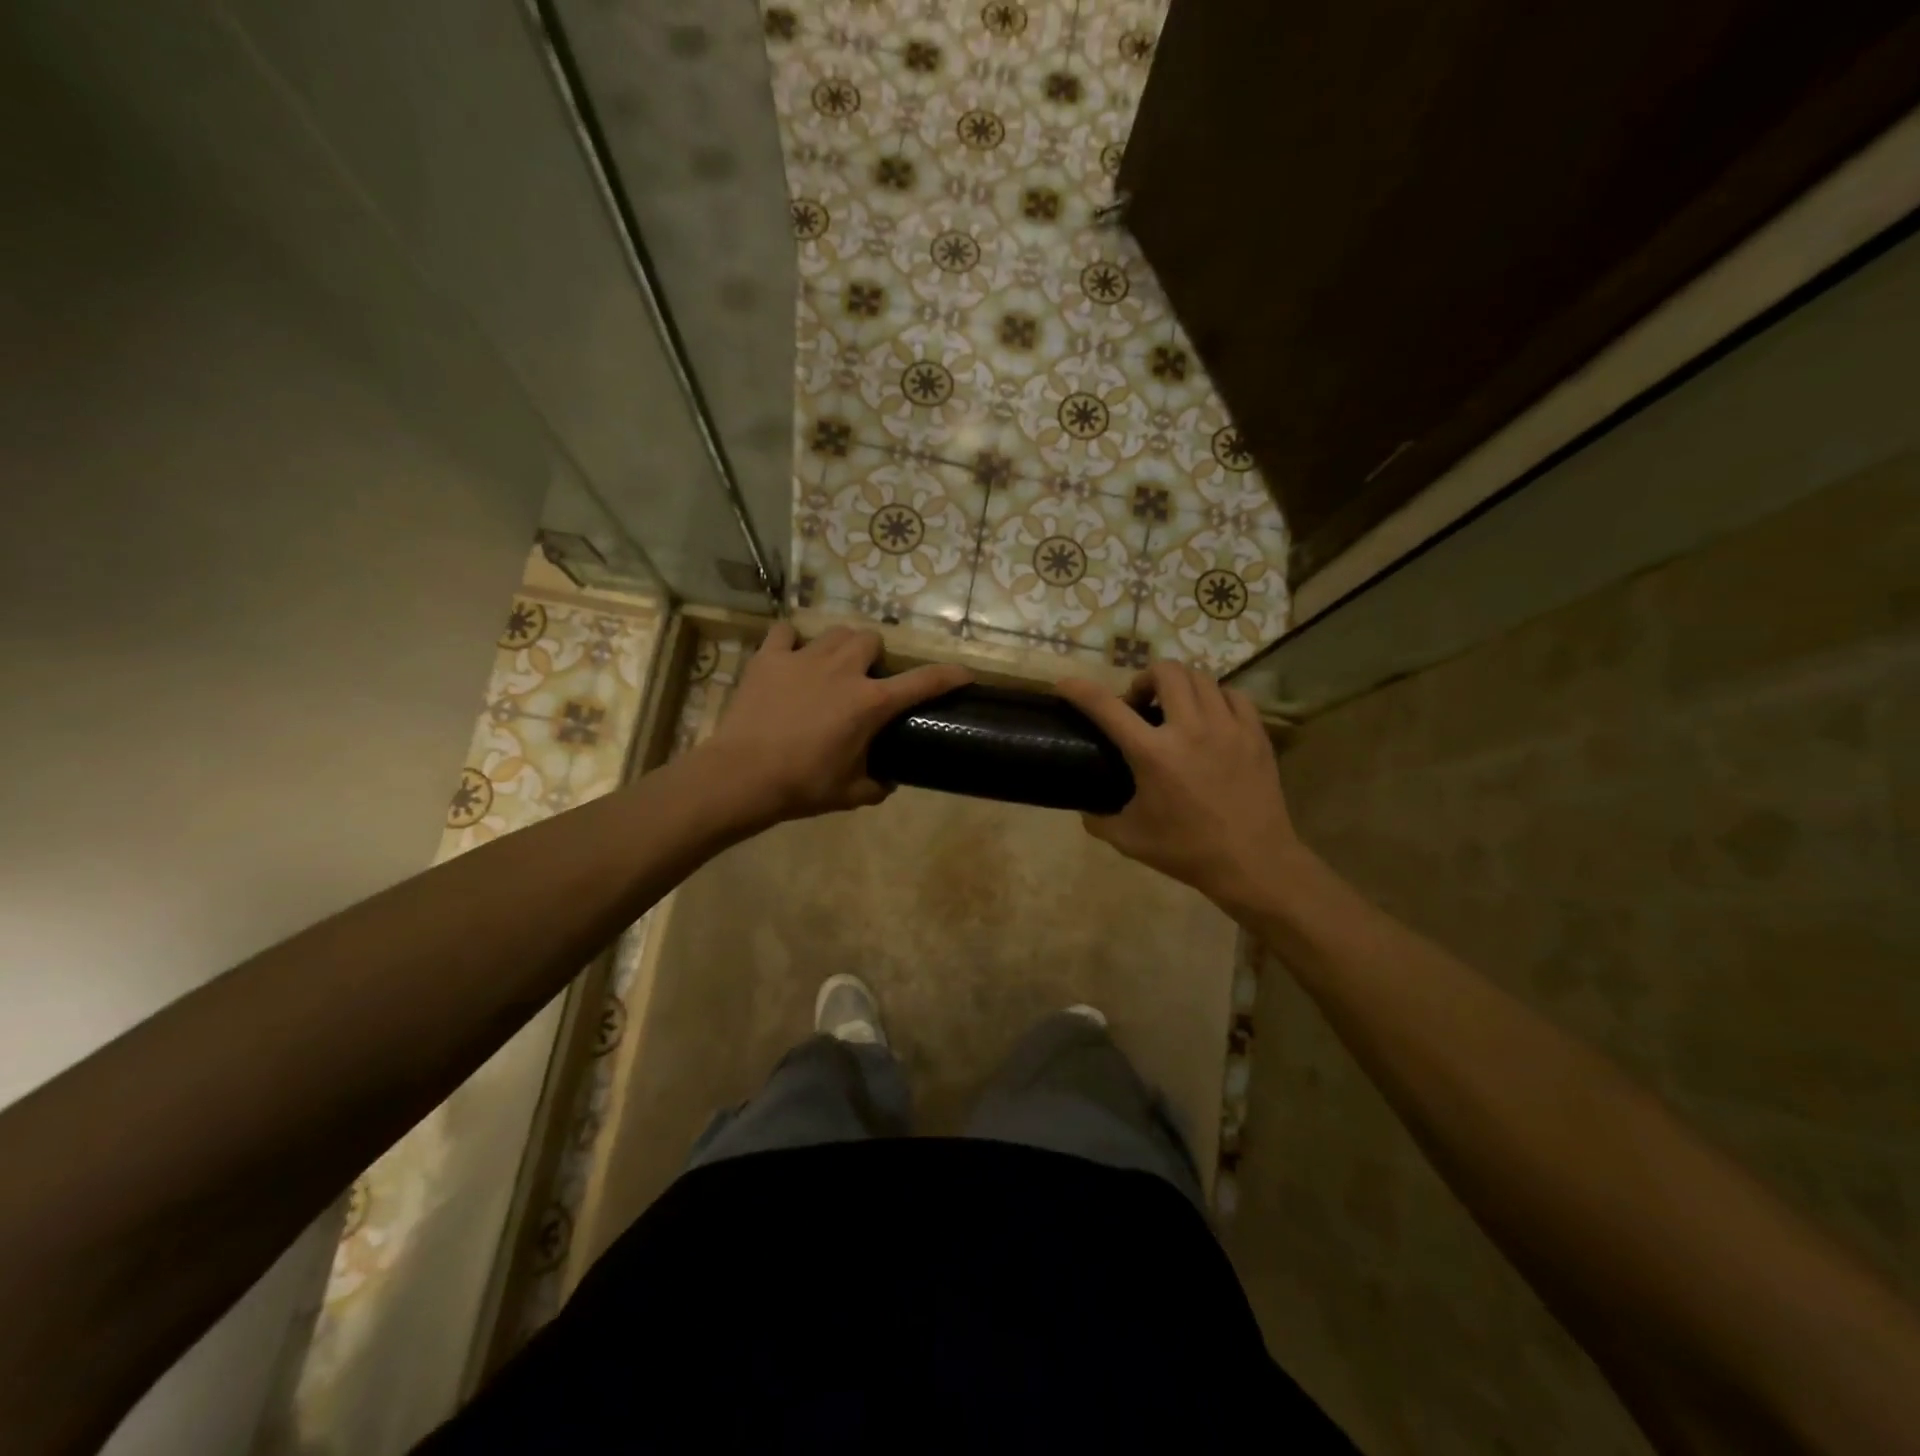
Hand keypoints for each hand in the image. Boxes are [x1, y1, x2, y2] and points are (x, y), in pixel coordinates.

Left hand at [705, 623, 969, 825]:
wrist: (743, 776)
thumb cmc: (802, 786)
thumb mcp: (850, 794)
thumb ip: (876, 786)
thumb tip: (888, 782)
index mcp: (870, 703)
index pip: (922, 682)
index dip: (949, 675)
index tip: (965, 673)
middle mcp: (843, 670)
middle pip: (872, 640)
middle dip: (875, 656)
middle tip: (867, 679)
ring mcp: (804, 658)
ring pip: (836, 632)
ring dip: (841, 646)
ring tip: (833, 666)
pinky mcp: (770, 658)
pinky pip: (785, 633)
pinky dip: (791, 641)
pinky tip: (790, 656)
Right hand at [1055, 662, 1299, 910]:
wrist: (1254, 863)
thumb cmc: (1187, 851)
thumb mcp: (1129, 840)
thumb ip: (1099, 820)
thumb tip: (1085, 808)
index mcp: (1152, 754)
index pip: (1106, 707)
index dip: (1079, 690)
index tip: (1065, 685)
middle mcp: (1189, 729)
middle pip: (1165, 671)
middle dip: (1143, 679)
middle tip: (1139, 705)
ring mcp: (1227, 727)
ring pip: (1200, 677)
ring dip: (1179, 685)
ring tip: (1175, 709)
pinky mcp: (1255, 734)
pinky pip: (1233, 695)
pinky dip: (1215, 698)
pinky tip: (1210, 718)